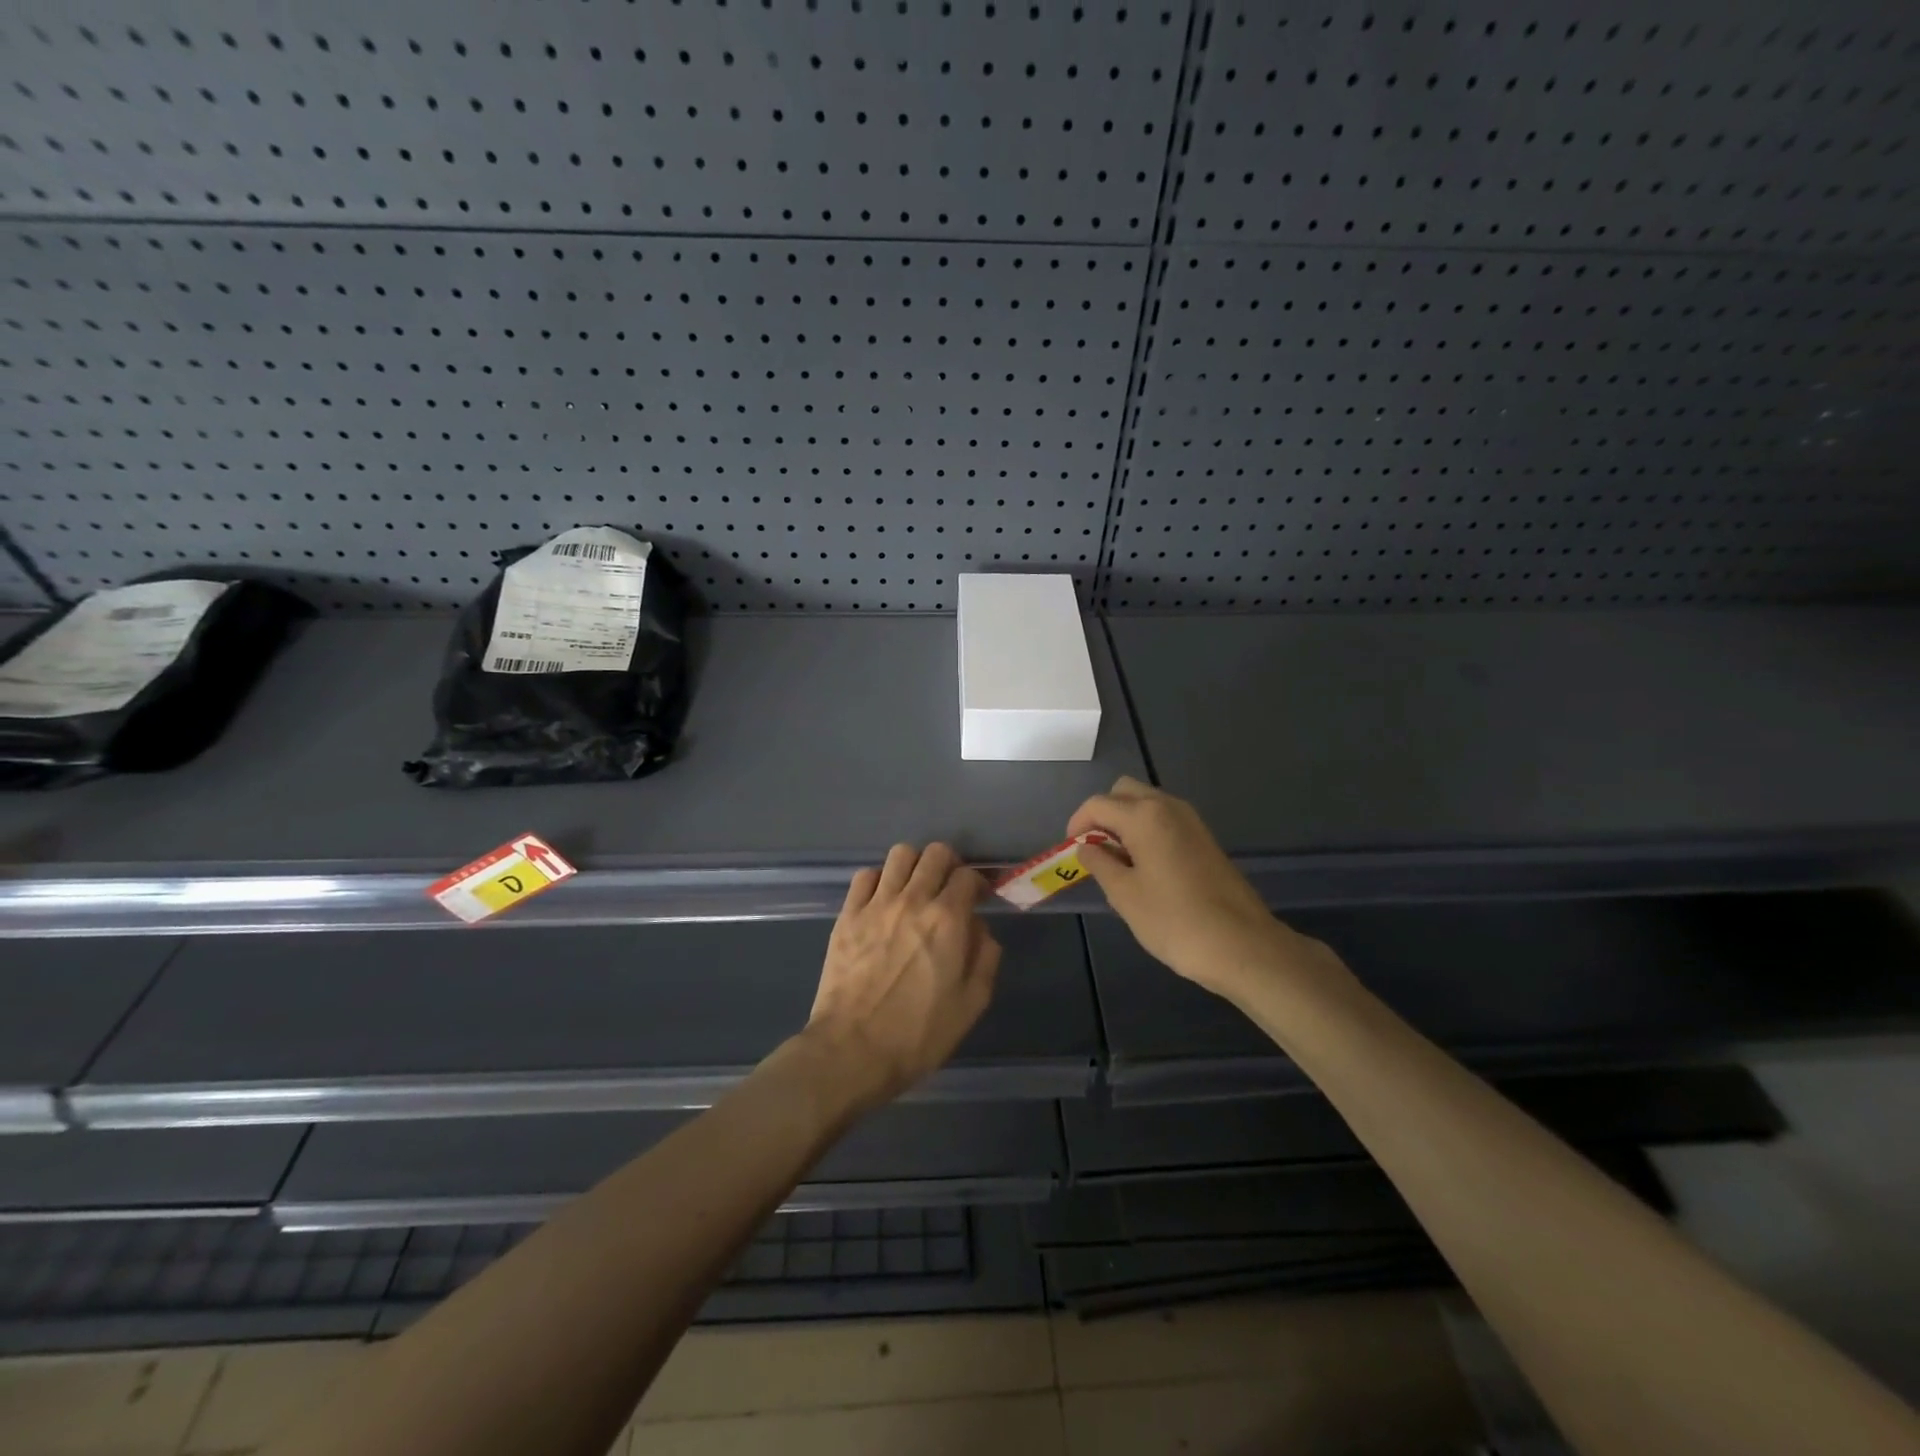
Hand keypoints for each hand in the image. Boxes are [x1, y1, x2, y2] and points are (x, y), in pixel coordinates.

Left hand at [801, 843, 1000, 1109]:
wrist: (852, 1051)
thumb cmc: (918, 1034)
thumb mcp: (971, 1003)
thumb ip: (985, 956)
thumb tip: (979, 927)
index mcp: (947, 919)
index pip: (968, 875)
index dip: (978, 883)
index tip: (978, 898)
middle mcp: (913, 900)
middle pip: (936, 853)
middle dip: (949, 865)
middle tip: (948, 888)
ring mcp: (876, 904)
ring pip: (900, 854)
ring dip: (914, 866)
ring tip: (915, 888)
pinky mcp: (847, 915)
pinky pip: (865, 876)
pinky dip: (879, 880)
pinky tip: (882, 901)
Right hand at [1069, 777, 1350, 1002]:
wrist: (1242, 945)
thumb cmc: (1174, 921)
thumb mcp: (1124, 895)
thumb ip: (1100, 863)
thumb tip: (1087, 846)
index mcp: (1144, 816)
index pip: (1098, 804)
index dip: (1077, 823)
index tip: (1070, 849)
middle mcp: (1169, 807)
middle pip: (1125, 792)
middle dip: (1103, 814)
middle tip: (1094, 848)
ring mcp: (1191, 821)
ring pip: (1147, 804)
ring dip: (1126, 821)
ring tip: (1117, 861)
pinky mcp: (1205, 839)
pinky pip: (1166, 820)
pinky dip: (1147, 831)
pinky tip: (1145, 867)